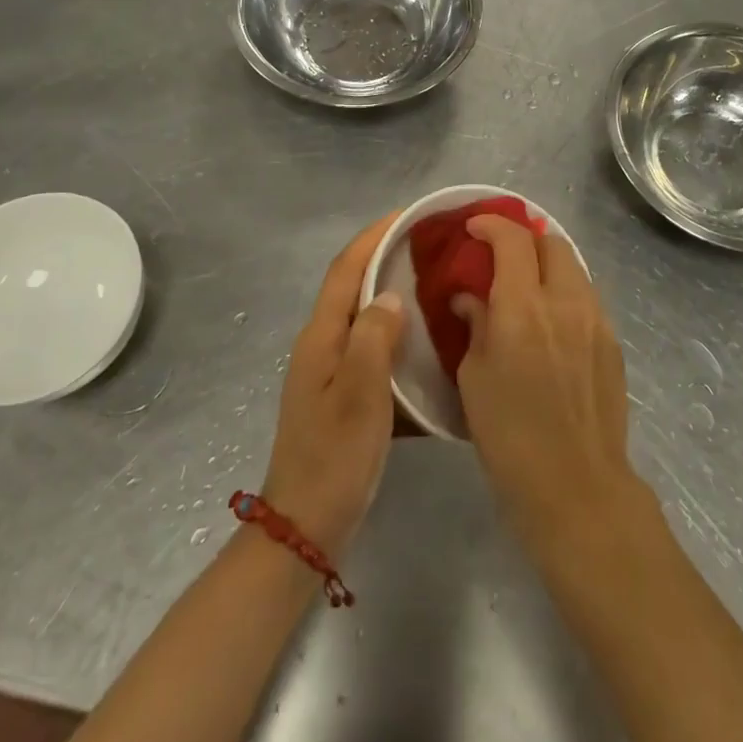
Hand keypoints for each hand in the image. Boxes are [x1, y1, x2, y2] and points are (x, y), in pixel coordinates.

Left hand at [261, 215, 404, 561]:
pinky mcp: (344, 395)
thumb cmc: (334, 458)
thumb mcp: (359, 394)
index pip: (346, 269)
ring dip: (394, 293)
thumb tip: (392, 295)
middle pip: (354, 286)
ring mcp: (331, 371)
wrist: (306, 527)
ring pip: (366, 317)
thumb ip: (374, 337)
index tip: (409, 214)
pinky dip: (399, 334)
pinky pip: (374, 348)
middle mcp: (322, 344)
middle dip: (387, 257)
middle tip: (431, 246)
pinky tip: (428, 343)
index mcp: (321, 337)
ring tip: (436, 284)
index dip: (374, 236)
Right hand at [454, 217, 641, 556]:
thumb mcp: (474, 377)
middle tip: (502, 256)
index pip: (512, 239)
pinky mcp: (613, 342)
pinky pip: (587, 298)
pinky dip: (566, 292)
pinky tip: (551, 321)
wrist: (576, 486)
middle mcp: (565, 301)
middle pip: (552, 242)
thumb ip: (475, 325)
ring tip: (528, 286)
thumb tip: (472, 299)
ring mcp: (596, 320)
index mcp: (523, 307)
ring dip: (548, 264)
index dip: (491, 224)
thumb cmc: (509, 435)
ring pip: (574, 268)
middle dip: (525, 238)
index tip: (474, 228)